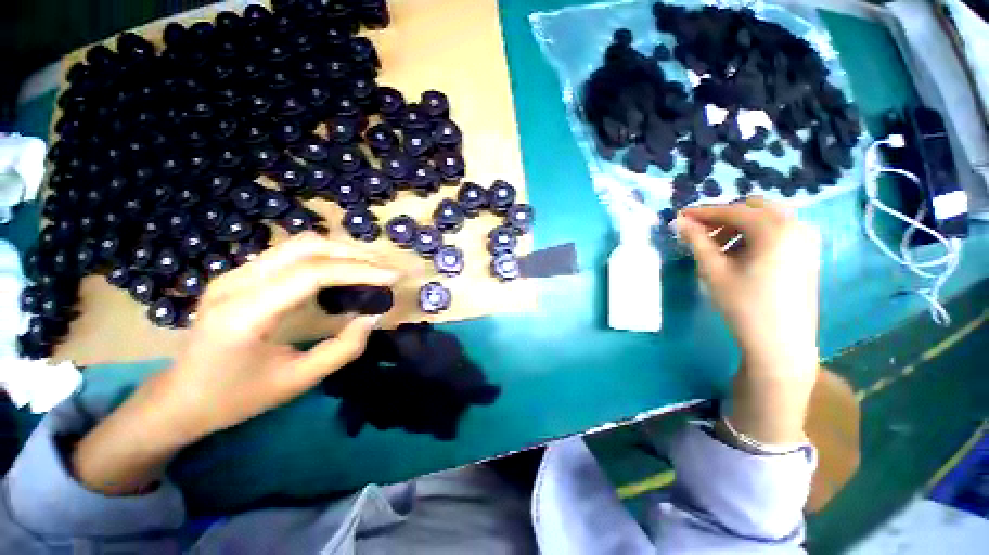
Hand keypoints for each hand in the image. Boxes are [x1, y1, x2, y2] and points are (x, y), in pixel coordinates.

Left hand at [73, 233, 397, 493]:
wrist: (177, 398)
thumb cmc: (235, 398)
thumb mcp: (297, 381)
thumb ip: (343, 348)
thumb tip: (374, 316)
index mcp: (243, 314)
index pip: (312, 274)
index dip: (360, 270)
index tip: (394, 277)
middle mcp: (235, 282)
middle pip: (305, 247)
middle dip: (354, 254)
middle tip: (386, 269)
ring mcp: (233, 274)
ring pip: (298, 245)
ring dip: (341, 252)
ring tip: (372, 268)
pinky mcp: (239, 275)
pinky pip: (290, 254)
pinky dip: (325, 258)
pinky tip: (343, 272)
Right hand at [677, 199, 819, 444]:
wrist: (780, 343)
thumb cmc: (744, 305)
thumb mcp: (714, 271)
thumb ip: (697, 241)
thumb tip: (680, 221)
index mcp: (775, 229)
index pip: (732, 211)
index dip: (703, 212)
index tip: (680, 216)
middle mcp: (797, 226)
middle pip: (753, 208)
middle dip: (723, 217)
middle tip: (700, 233)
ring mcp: (806, 239)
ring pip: (767, 219)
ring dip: (739, 226)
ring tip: (717, 247)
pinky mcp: (808, 253)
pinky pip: (778, 231)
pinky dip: (755, 235)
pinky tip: (739, 254)